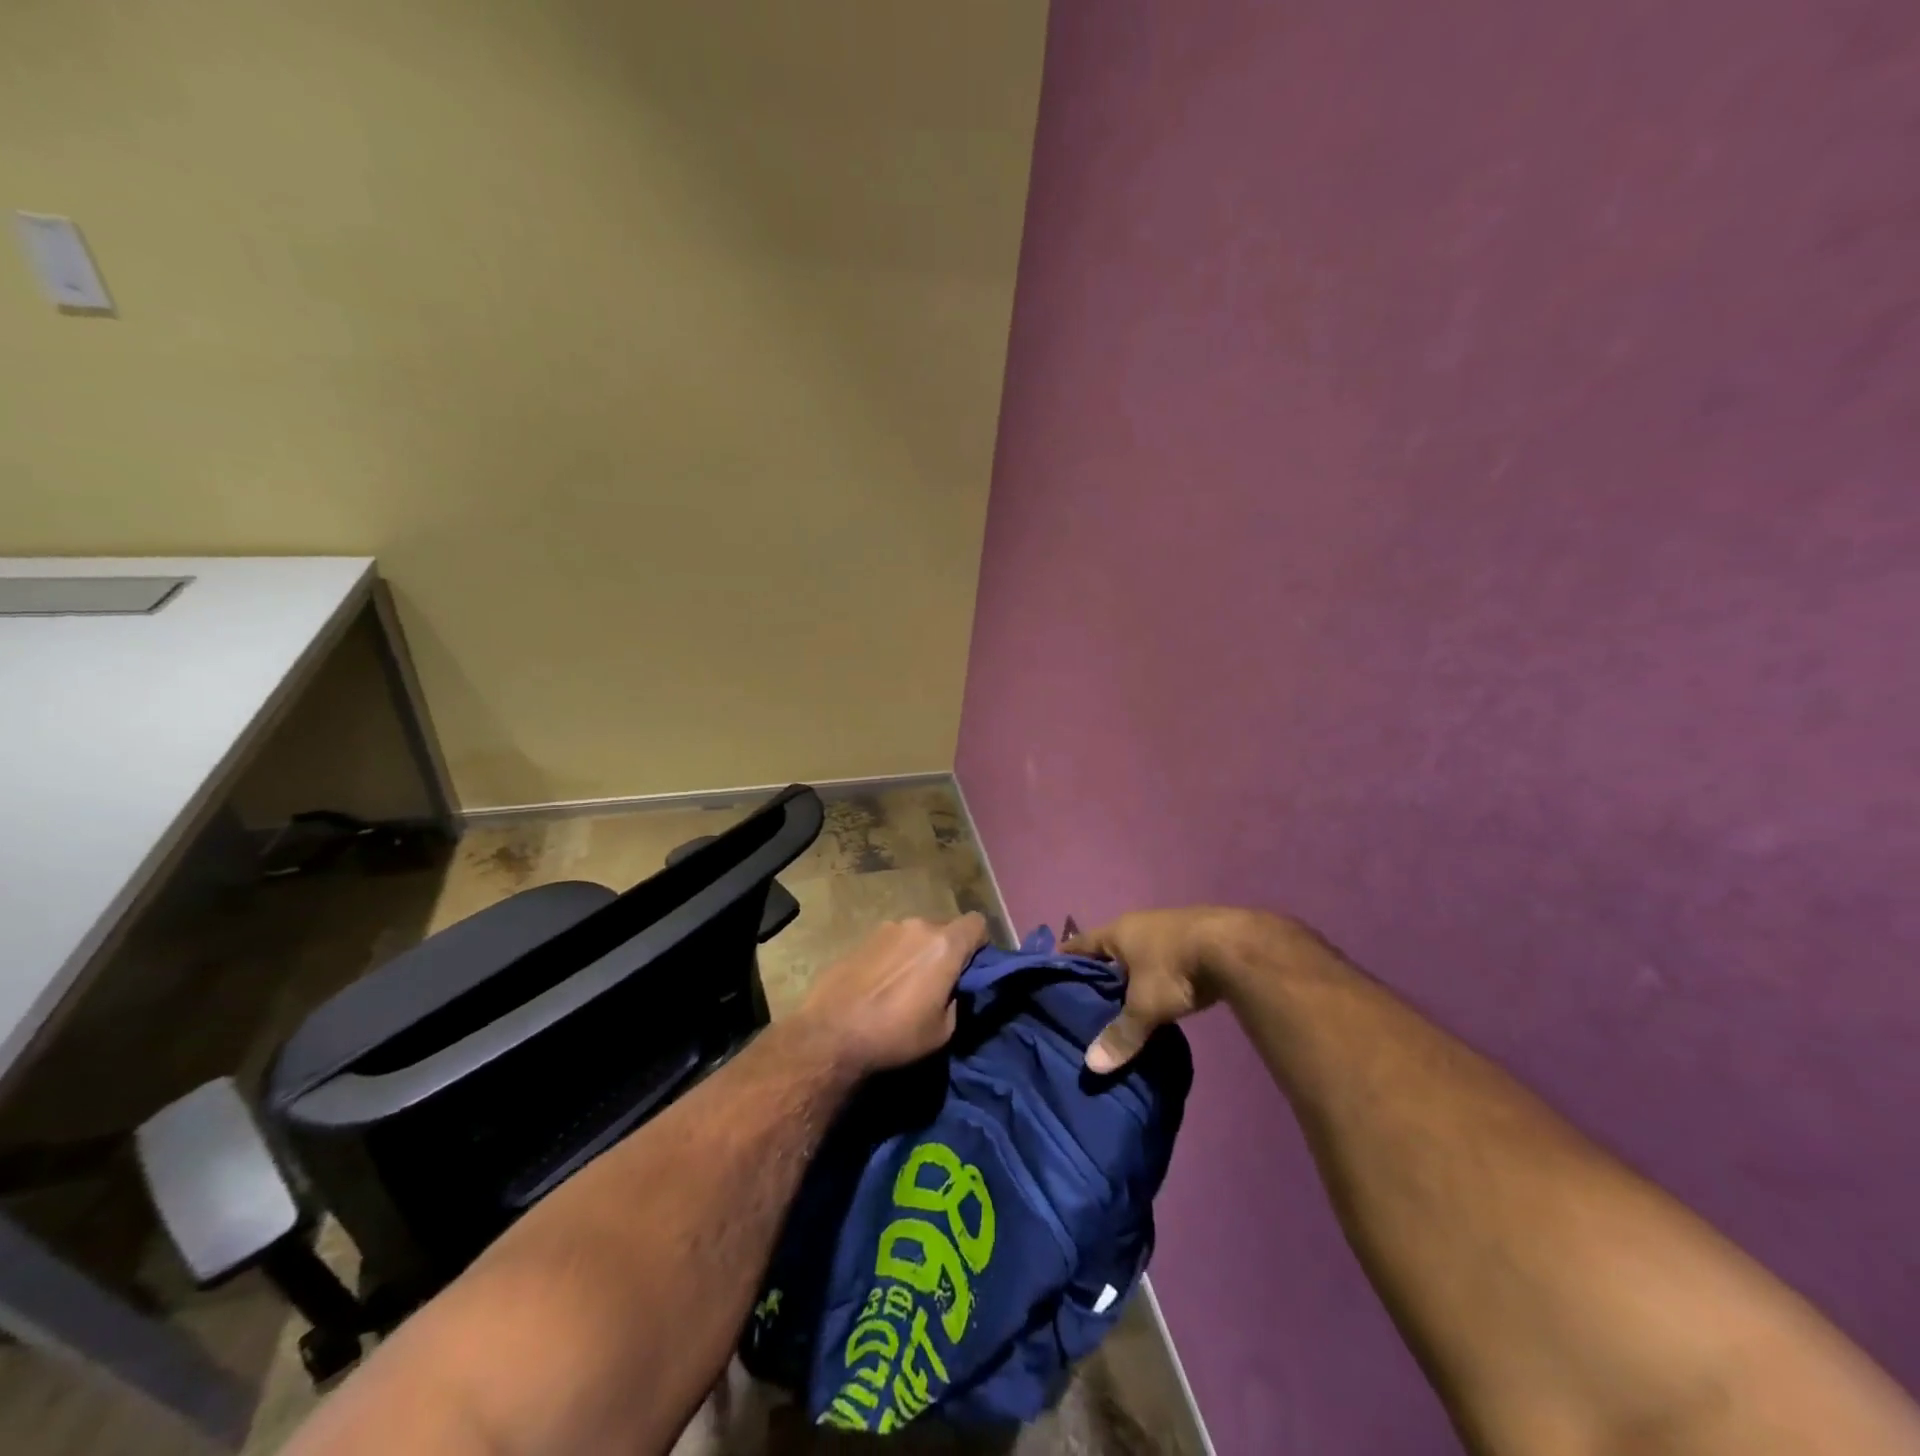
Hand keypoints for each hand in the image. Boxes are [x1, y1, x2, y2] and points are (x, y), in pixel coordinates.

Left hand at [797, 915, 988, 1073]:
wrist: (830, 1034)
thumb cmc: (894, 1035)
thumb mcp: (943, 1031)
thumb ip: (957, 999)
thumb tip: (953, 988)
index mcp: (944, 945)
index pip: (977, 923)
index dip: (980, 944)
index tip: (971, 968)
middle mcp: (917, 926)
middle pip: (944, 929)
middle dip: (946, 951)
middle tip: (937, 984)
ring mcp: (886, 929)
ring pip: (915, 935)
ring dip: (917, 953)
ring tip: (902, 987)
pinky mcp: (861, 938)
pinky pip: (890, 943)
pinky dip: (892, 958)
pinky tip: (878, 986)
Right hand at [1064, 907, 1300, 1071]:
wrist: (1234, 948)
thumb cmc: (1174, 969)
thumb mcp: (1145, 1005)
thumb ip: (1121, 1034)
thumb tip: (1092, 1066)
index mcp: (1118, 932)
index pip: (1080, 943)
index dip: (1065, 957)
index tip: (1051, 972)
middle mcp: (1139, 924)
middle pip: (1110, 947)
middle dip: (1100, 969)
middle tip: (1086, 996)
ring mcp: (1168, 927)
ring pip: (1139, 952)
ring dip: (1131, 971)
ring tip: (1122, 999)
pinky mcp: (1194, 938)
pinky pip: (1163, 957)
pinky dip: (1156, 974)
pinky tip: (1158, 993)